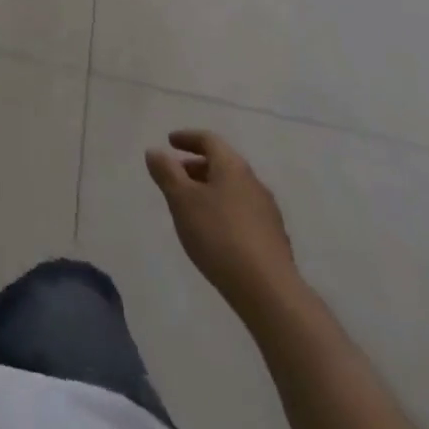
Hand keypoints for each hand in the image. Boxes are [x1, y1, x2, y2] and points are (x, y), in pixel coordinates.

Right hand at [146, 129, 298, 316]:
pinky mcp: (273, 239)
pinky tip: (215, 233)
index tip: (170, 141)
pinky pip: (243, 212)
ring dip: (211, 190)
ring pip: (233, 189)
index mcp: (232, 166)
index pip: (209, 140)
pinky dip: (224, 211)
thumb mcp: (182, 200)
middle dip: (197, 166)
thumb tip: (155, 151)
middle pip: (222, 164)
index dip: (187, 137)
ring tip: (191, 207)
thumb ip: (166, 172)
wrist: (269, 291)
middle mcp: (253, 182)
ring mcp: (267, 211)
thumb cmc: (219, 236)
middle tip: (176, 176)